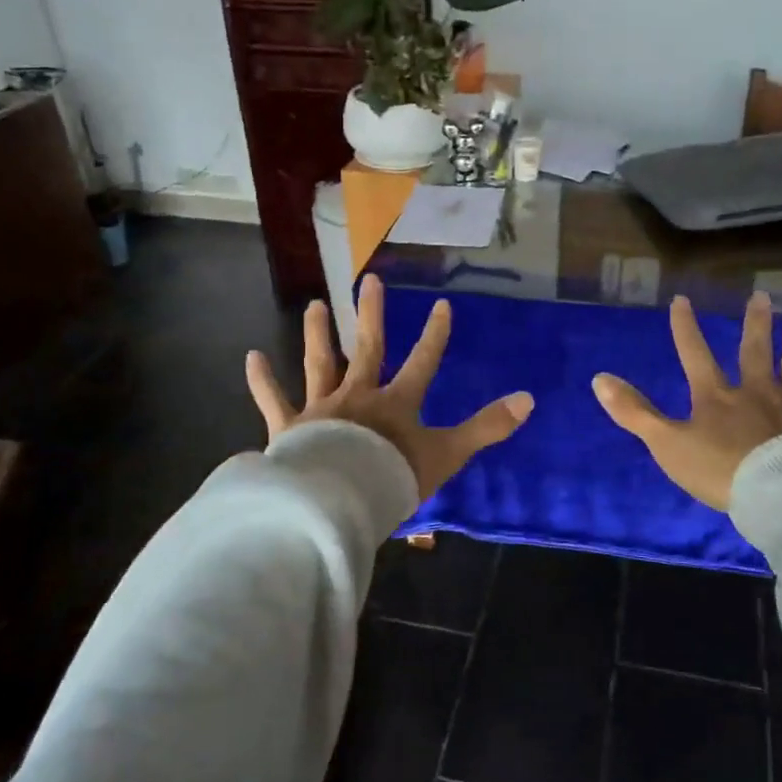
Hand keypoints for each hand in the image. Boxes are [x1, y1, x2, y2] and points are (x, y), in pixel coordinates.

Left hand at [246, 274, 534, 501]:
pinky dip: (262, 380)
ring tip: (315, 306)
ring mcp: (322, 408)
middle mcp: (359, 395)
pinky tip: (252, 357)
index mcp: (397, 403)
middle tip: (369, 281)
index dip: (435, 335)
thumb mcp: (448, 454)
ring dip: (319, 334)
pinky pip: (273, 400)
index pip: (423, 362)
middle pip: (368, 348)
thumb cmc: (394, 478)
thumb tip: (529, 400)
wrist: (339, 500)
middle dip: (372, 315)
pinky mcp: (290, 427)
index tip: (442, 305)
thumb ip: (486, 427)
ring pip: (320, 363)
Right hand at [592, 291, 781, 511]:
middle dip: (754, 323)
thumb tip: (599, 378)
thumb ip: (634, 412)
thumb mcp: (666, 444)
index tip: (682, 300)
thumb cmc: (720, 471)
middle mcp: (757, 389)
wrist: (781, 495)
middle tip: (760, 295)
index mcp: (716, 396)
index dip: (685, 327)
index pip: (695, 354)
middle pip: (754, 350)